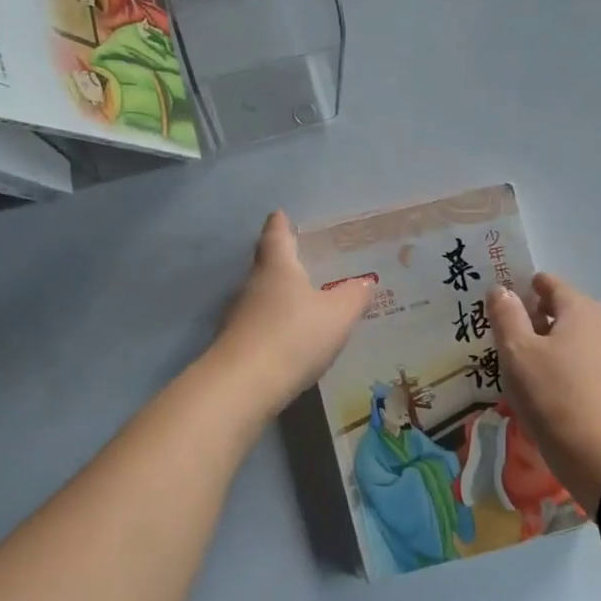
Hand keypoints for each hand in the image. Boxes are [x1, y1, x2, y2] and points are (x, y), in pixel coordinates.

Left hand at [212, 211, 371, 416]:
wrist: (245, 384)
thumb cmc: (294, 336)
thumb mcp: (338, 315)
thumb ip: (353, 296)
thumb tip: (365, 282)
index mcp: (277, 267)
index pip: (276, 235)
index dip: (280, 224)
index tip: (281, 215)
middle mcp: (253, 284)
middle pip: (266, 264)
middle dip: (282, 260)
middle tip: (303, 259)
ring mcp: (239, 315)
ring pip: (261, 296)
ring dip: (278, 295)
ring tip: (303, 300)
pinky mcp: (236, 344)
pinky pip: (260, 324)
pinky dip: (274, 324)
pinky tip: (290, 337)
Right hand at [486, 273, 600, 513]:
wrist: (598, 454)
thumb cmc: (552, 394)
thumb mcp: (517, 351)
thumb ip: (506, 315)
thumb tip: (501, 289)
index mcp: (579, 308)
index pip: (546, 283)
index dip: (519, 288)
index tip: (493, 305)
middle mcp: (599, 324)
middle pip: (556, 310)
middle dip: (527, 318)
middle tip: (494, 335)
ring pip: (564, 338)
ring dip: (538, 345)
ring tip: (509, 363)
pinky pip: (572, 362)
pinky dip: (552, 365)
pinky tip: (533, 386)